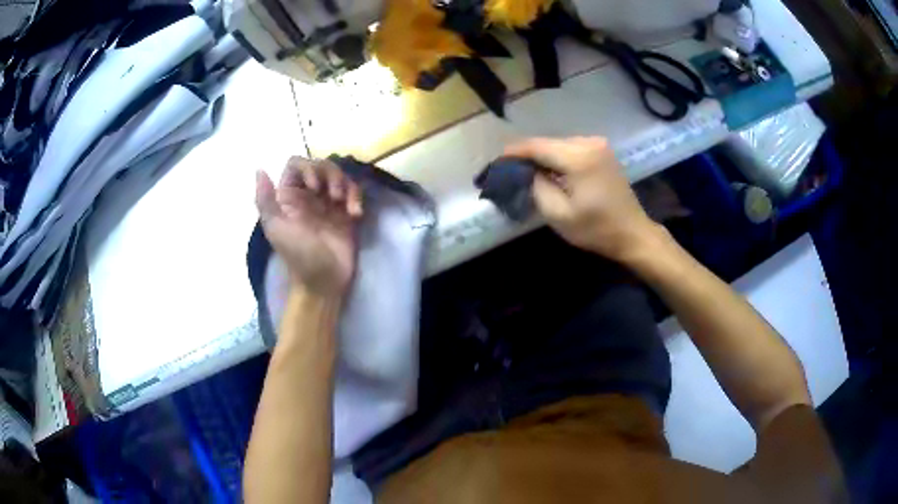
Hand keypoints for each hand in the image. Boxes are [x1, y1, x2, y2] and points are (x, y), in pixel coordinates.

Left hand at [255, 157, 363, 298]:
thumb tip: (259, 169)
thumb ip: (265, 199)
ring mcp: (328, 203)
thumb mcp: (276, 227)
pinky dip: (356, 197)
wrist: (324, 280)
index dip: (308, 168)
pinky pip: (353, 192)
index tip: (314, 187)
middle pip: (321, 165)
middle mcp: (308, 195)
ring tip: (346, 206)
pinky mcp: (346, 212)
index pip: (297, 165)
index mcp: (289, 196)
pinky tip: (355, 214)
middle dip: (331, 175)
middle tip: (334, 196)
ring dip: (345, 184)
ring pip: (339, 175)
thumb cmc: (298, 254)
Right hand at [505, 136, 658, 261]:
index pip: (537, 146)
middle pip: (548, 143)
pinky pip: (571, 149)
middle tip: (510, 170)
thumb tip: (526, 170)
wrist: (633, 233)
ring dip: (543, 156)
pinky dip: (558, 158)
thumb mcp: (559, 214)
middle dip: (528, 155)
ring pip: (559, 145)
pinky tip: (551, 171)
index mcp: (578, 157)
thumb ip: (536, 186)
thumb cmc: (596, 229)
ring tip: (527, 172)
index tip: (497, 161)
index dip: (514, 152)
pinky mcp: (602, 151)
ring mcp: (598, 145)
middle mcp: (589, 143)